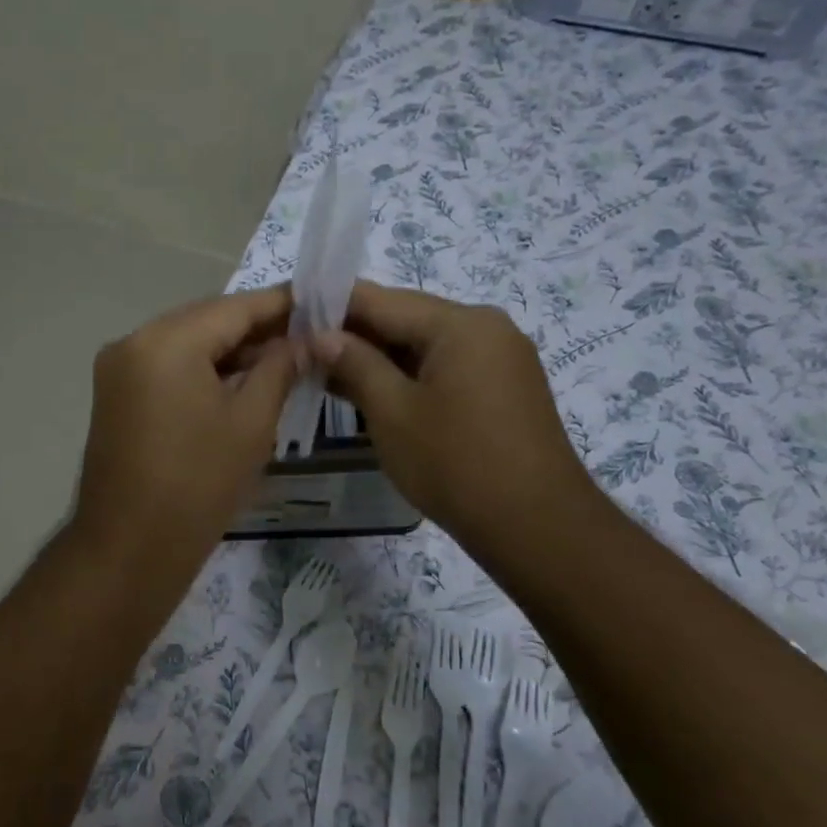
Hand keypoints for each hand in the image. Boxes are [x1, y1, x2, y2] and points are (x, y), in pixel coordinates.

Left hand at [72, 286, 298, 573]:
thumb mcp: (251, 422)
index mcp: (166, 341)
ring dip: (230, 351)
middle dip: (256, 329)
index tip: (321, 302)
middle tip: (308, 336)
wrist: (129, 548)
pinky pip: (167, 367)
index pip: (235, 307)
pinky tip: (240, 381)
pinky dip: (202, 370)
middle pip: (206, 321)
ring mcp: (118, 368)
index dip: (281, 304)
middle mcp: (133, 341)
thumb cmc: (199, 485)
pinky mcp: (115, 395)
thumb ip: (280, 368)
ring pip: (186, 344)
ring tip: (283, 361)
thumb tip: (306, 340)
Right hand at [317, 281, 600, 564]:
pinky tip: (370, 392)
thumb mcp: (391, 411)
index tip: (291, 315)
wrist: (536, 526)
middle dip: (353, 334)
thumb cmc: (455, 463)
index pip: (381, 300)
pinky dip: (406, 377)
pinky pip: (444, 368)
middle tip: (302, 351)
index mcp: (460, 324)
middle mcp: (485, 328)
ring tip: (325, 373)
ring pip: (423, 346)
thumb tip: (320, 335)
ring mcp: (499, 358)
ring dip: (377, 359)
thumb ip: (354, 364)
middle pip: (405, 319)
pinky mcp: (503, 388)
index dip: (332, 305)